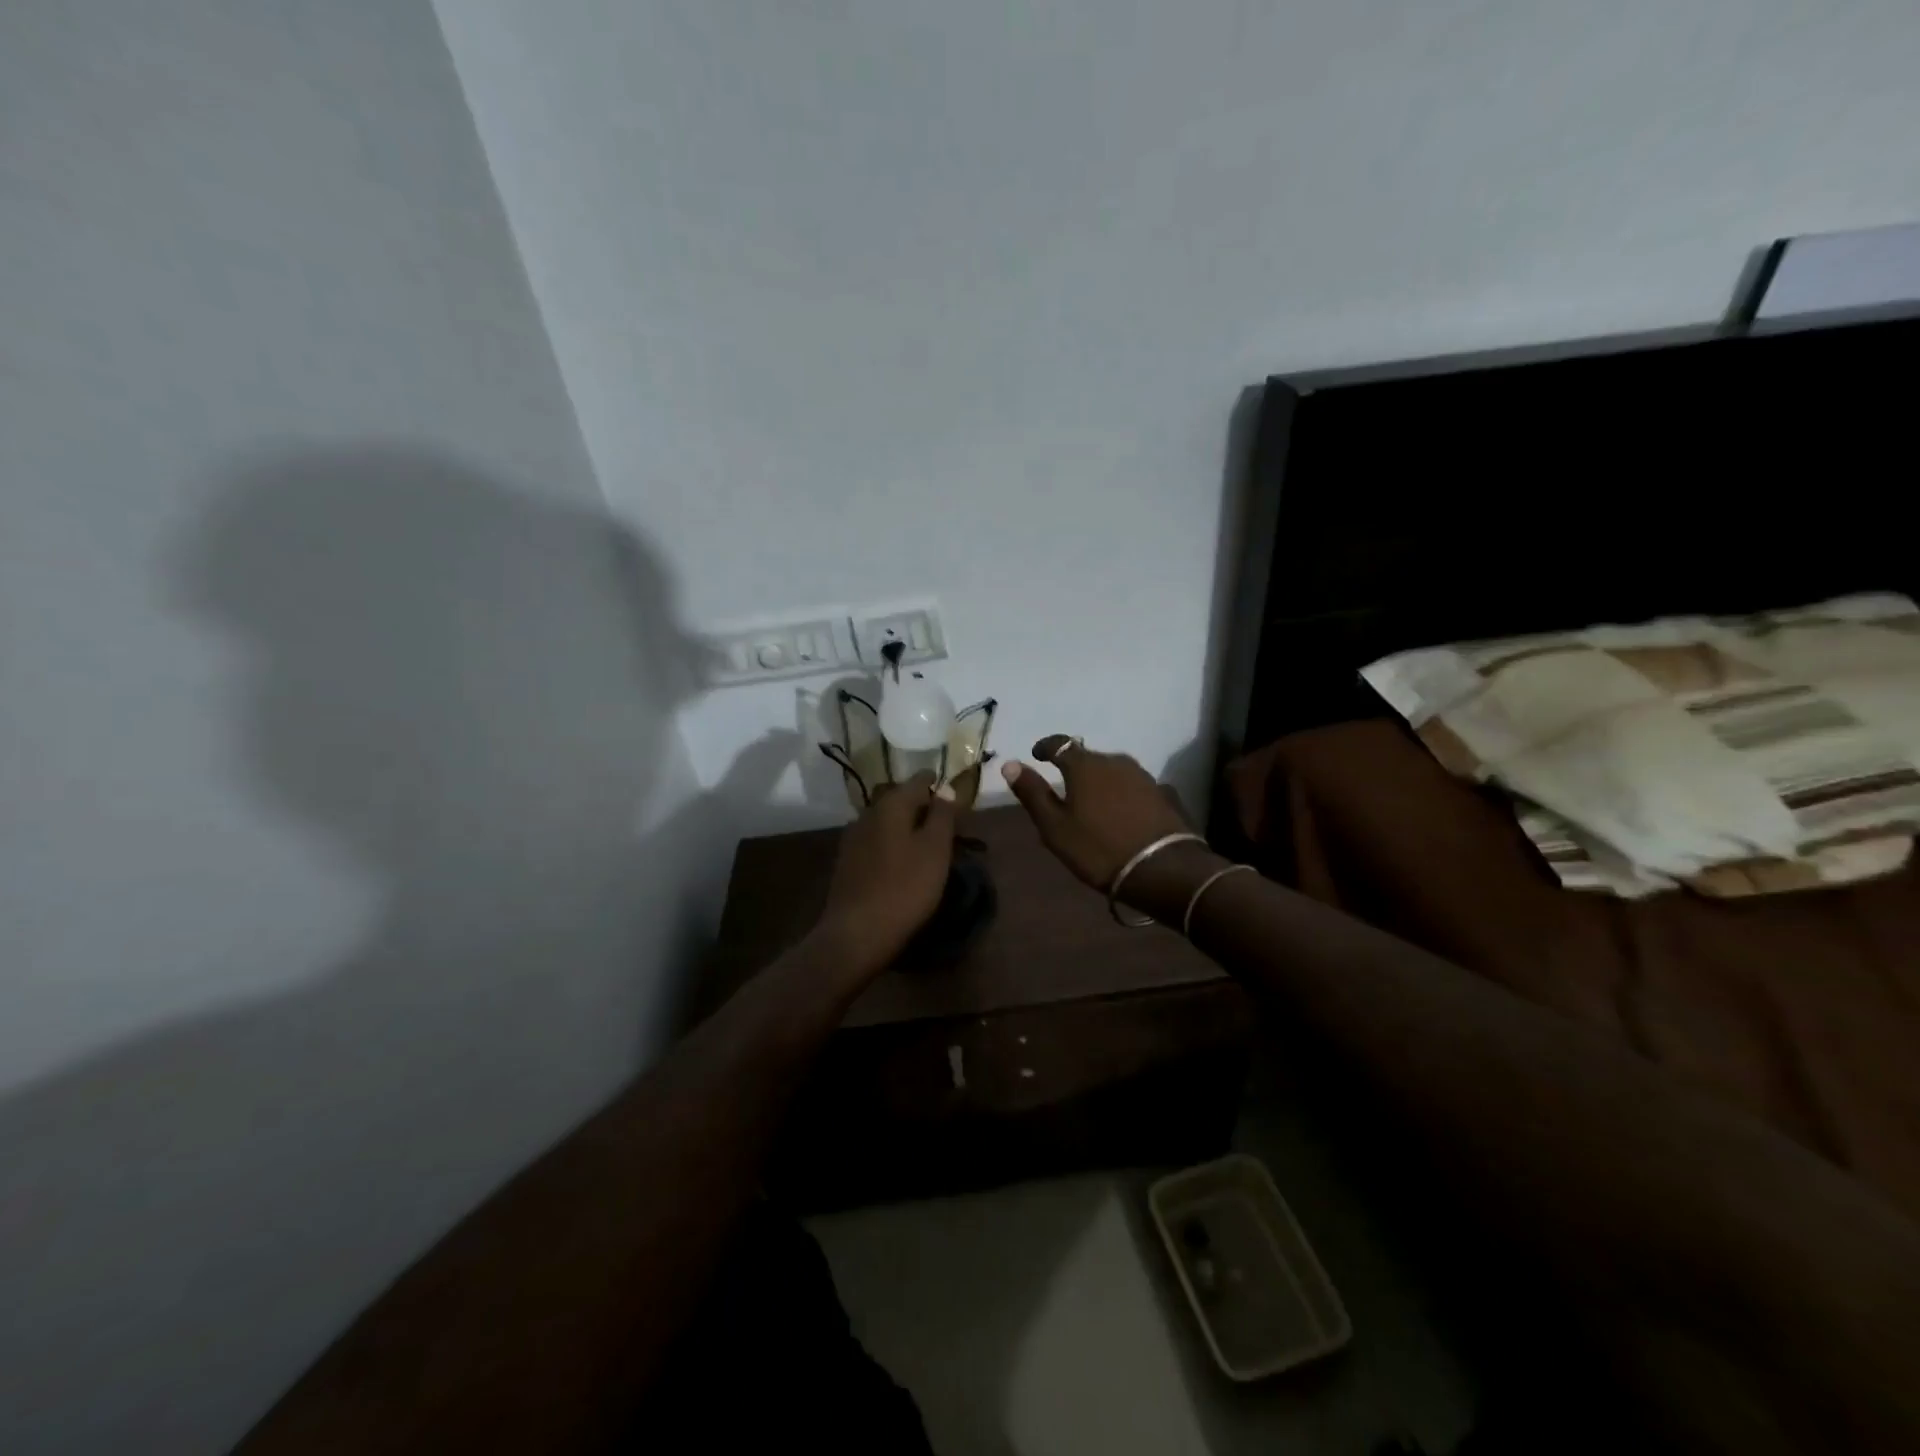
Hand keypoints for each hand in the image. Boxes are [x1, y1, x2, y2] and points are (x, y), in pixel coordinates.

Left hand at [813, 772, 957, 983]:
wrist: (857, 932)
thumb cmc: (905, 887)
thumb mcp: (935, 850)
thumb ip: (943, 815)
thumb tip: (946, 787)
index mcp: (892, 804)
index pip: (919, 780)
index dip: (940, 786)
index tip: (957, 802)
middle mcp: (868, 812)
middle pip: (901, 800)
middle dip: (924, 808)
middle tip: (947, 829)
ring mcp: (853, 837)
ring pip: (887, 821)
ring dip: (908, 828)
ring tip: (928, 848)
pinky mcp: (847, 860)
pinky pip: (876, 841)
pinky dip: (893, 844)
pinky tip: (903, 864)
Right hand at [1001, 736, 1223, 918]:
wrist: (1162, 868)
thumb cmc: (1098, 848)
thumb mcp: (1055, 826)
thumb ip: (1032, 793)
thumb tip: (1010, 763)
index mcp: (1084, 765)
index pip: (1059, 743)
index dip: (1045, 747)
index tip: (1036, 756)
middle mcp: (1114, 760)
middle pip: (1086, 757)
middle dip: (1072, 768)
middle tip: (1062, 791)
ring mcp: (1141, 775)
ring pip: (1110, 770)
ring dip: (1097, 781)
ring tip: (1089, 803)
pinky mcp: (1160, 792)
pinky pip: (1129, 785)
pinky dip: (1117, 792)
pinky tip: (1116, 812)